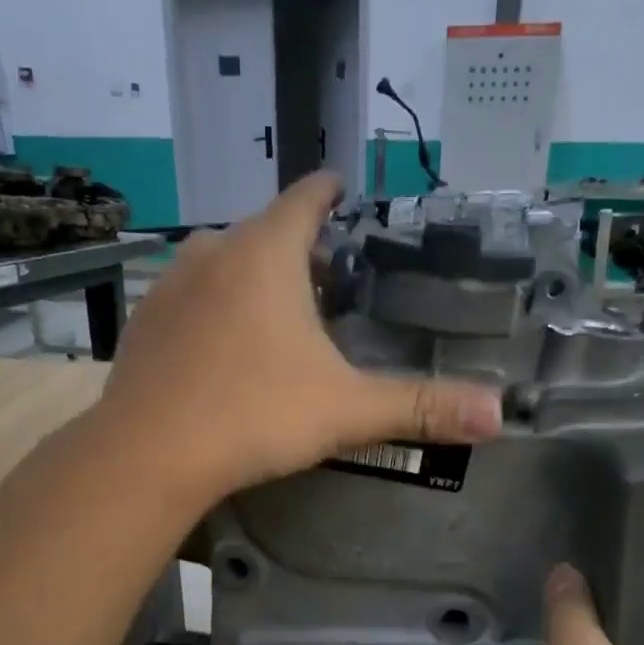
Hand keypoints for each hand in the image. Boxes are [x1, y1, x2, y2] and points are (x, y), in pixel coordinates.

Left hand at [97, 172, 502, 503]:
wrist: (149, 455)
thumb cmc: (254, 415)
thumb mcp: (347, 410)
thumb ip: (421, 407)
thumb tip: (499, 415)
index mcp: (266, 253)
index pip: (306, 198)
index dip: (330, 192)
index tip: (343, 189)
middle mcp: (213, 252)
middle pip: (265, 231)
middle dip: (298, 247)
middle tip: (330, 280)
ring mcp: (170, 286)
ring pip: (222, 262)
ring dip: (253, 277)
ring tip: (279, 314)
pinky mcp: (144, 323)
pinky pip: (190, 298)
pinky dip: (215, 307)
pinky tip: (224, 348)